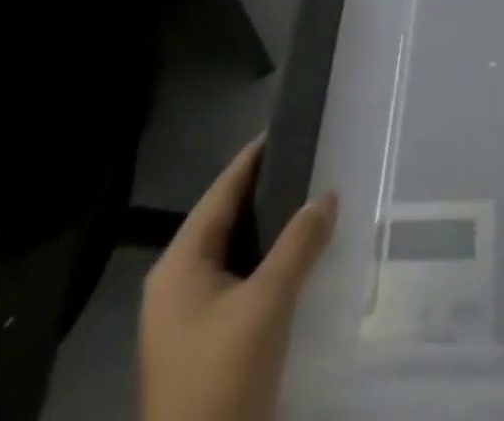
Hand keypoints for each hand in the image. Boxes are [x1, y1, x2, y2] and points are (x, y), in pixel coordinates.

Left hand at [141, 138, 338, 420]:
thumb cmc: (222, 377)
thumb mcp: (267, 304)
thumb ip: (299, 243)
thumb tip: (327, 194)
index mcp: (179, 263)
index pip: (221, 191)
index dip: (254, 158)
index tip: (288, 127)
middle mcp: (175, 282)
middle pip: (226, 219)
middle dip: (268, 191)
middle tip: (310, 162)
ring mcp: (185, 317)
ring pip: (233, 252)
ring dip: (270, 229)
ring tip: (311, 201)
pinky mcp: (201, 343)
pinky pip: (237, 281)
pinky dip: (266, 262)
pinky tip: (297, 258)